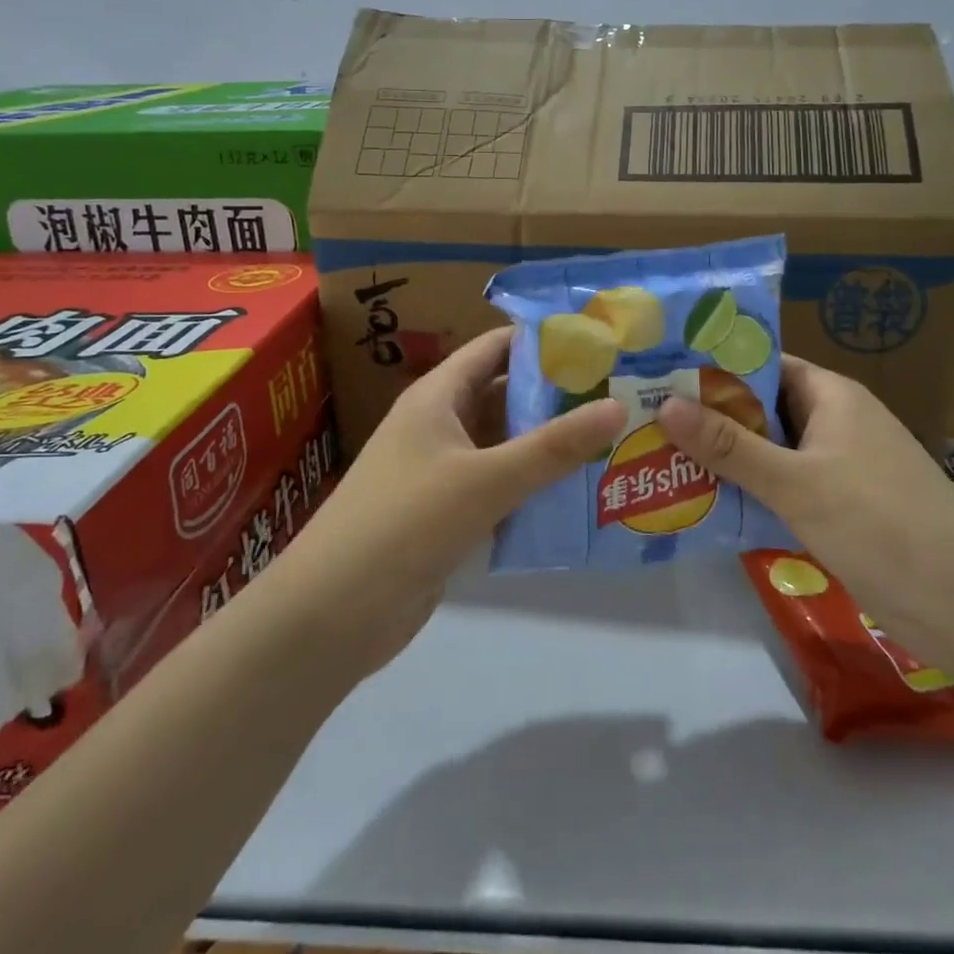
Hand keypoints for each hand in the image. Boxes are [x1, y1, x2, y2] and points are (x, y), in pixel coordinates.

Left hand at [264, 327, 625, 677]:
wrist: (333, 613)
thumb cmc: (406, 523)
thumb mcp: (486, 479)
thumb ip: (554, 447)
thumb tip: (619, 405)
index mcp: (437, 396)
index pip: (494, 348)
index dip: (542, 340)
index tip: (599, 342)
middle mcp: (439, 425)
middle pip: (504, 395)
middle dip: (557, 395)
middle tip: (620, 394)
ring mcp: (441, 472)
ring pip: (504, 445)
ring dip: (549, 444)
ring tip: (613, 439)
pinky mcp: (447, 514)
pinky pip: (498, 487)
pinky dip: (532, 486)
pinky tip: (578, 494)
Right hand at [655, 355, 953, 661]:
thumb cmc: (879, 524)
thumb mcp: (796, 482)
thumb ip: (728, 446)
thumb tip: (665, 405)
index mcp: (831, 396)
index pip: (763, 364)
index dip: (713, 367)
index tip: (660, 375)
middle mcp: (834, 422)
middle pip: (761, 408)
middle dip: (709, 416)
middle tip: (646, 421)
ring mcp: (839, 466)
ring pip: (770, 450)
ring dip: (726, 457)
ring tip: (660, 459)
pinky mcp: (840, 507)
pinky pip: (783, 486)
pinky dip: (750, 490)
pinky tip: (706, 502)